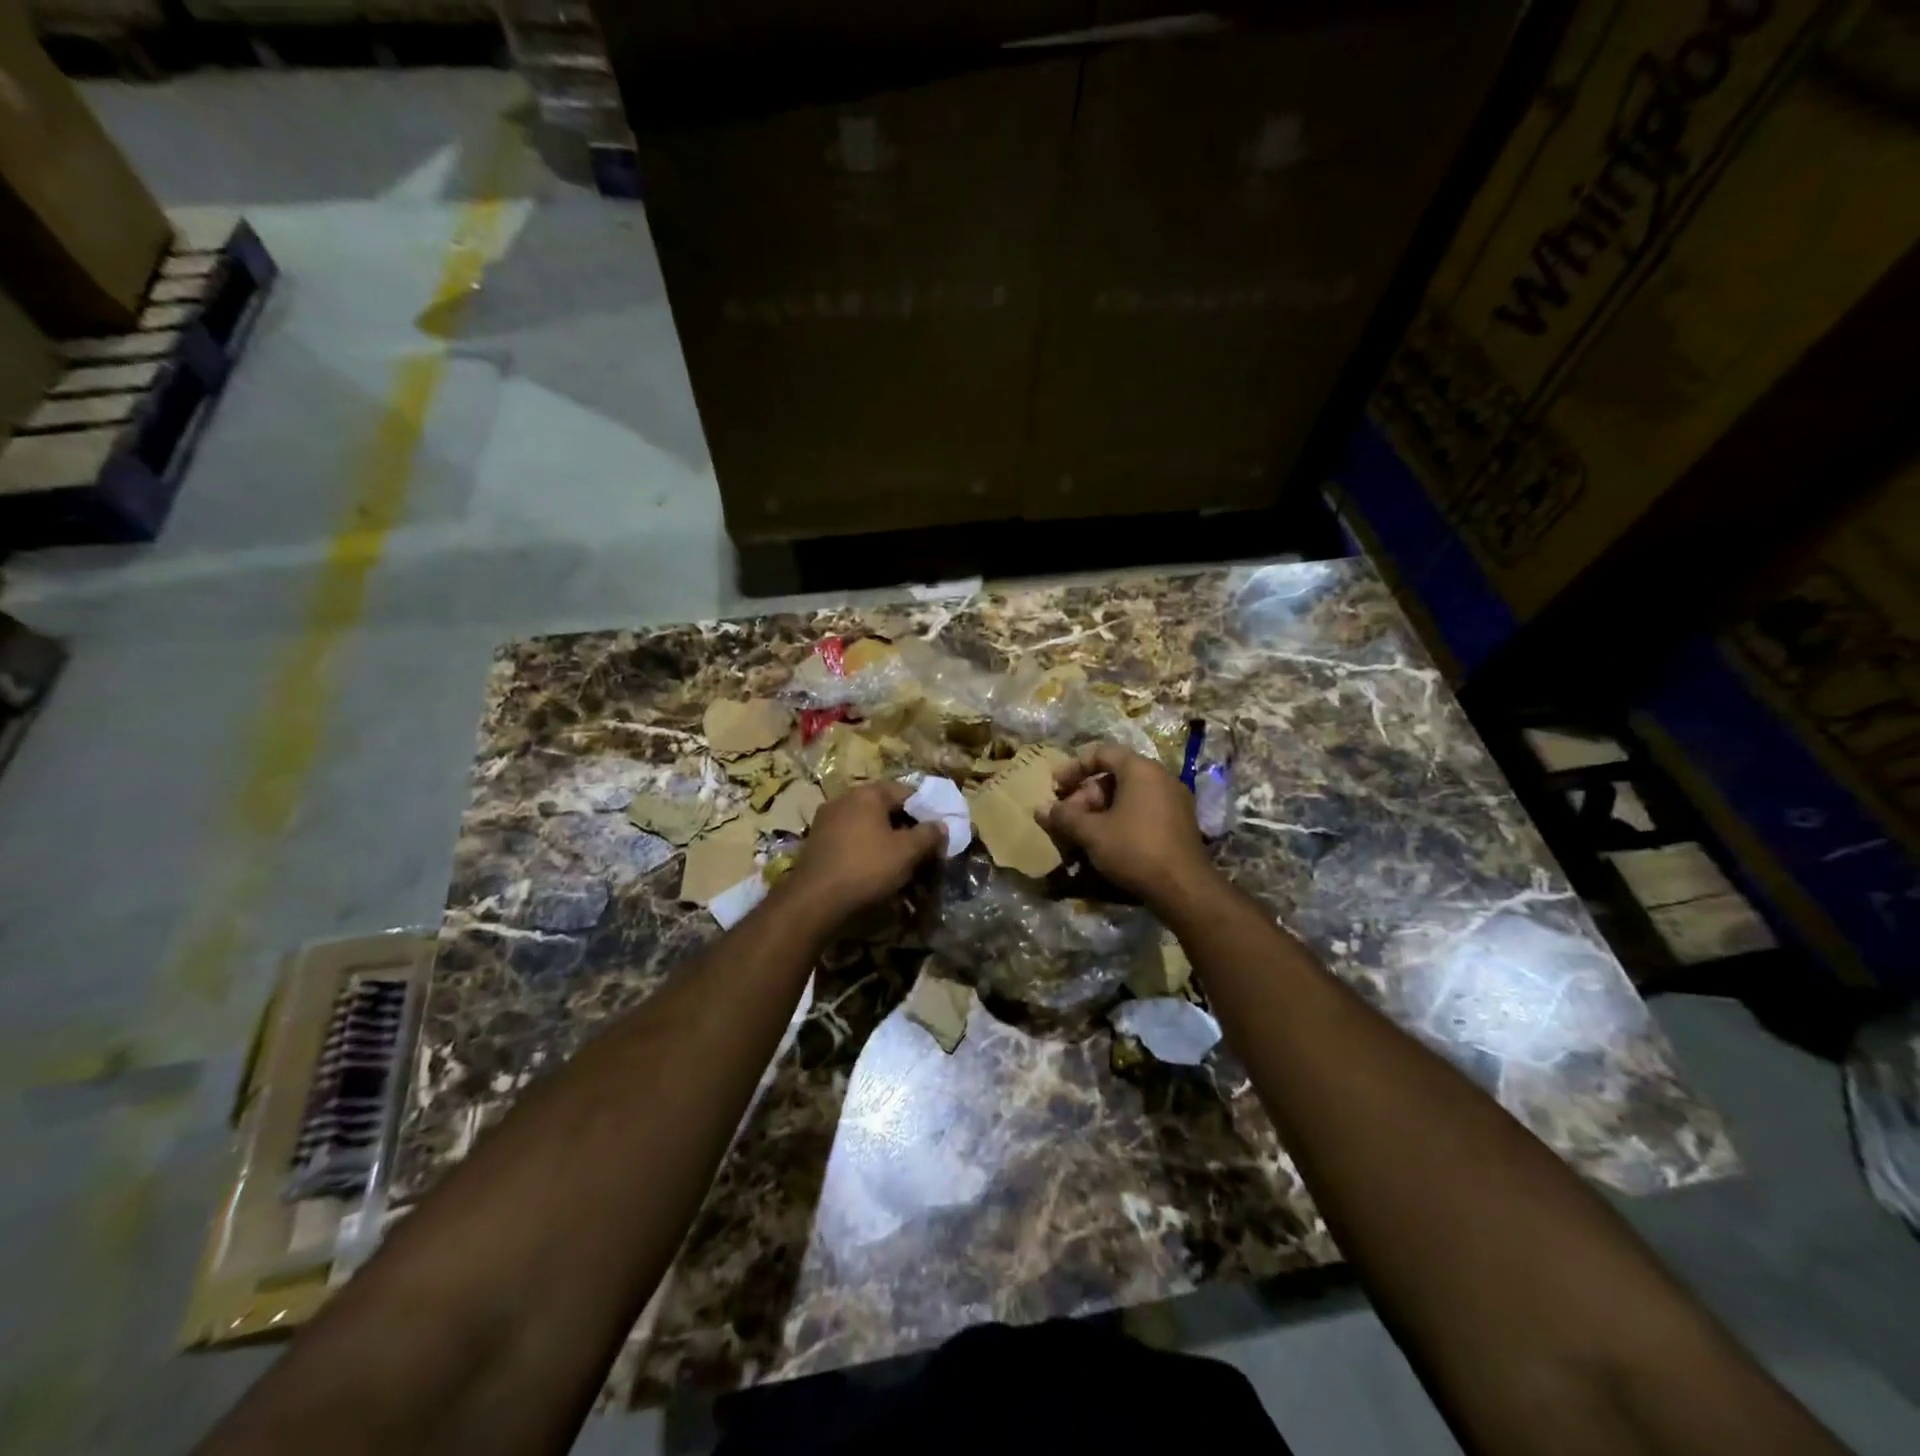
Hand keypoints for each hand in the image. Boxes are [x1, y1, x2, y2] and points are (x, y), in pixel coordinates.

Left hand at [786, 780, 945, 921]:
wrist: (814, 900)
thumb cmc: (867, 867)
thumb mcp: (907, 852)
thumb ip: (928, 835)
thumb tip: (941, 825)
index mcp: (867, 794)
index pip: (906, 792)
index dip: (925, 811)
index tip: (936, 834)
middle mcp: (844, 799)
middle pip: (885, 808)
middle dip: (905, 828)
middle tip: (920, 851)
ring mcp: (826, 820)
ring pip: (867, 826)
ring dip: (885, 841)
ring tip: (899, 865)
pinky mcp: (817, 843)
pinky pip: (850, 840)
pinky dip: (865, 851)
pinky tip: (873, 871)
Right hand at [1041, 743, 1214, 908]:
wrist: (1184, 888)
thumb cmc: (1134, 849)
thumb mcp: (1092, 833)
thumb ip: (1064, 817)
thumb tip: (1040, 809)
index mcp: (1140, 769)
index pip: (1102, 753)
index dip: (1074, 767)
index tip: (1056, 786)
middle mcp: (1161, 777)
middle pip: (1114, 776)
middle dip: (1085, 796)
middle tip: (1067, 818)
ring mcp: (1174, 800)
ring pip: (1128, 795)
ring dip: (1100, 810)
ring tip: (1082, 834)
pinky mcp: (1179, 822)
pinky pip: (1143, 810)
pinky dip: (1121, 819)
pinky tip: (1106, 843)